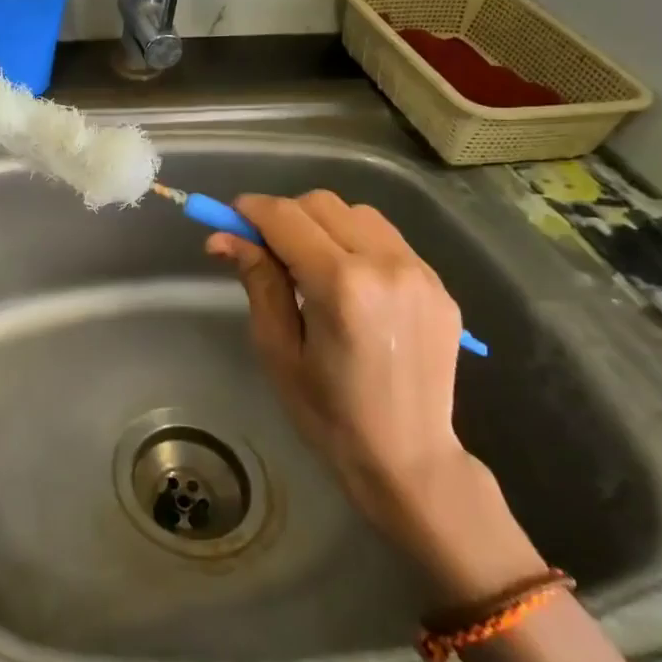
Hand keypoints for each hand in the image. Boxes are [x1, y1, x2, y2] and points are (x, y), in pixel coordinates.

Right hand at [206, 192, 471, 528]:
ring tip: (309, 265)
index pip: (286, 217)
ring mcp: (420, 272)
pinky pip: (388, 240)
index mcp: (341, 285)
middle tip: (265, 249)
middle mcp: (386, 265)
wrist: (409, 458)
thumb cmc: (329, 413)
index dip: (251, 211)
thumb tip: (223, 237)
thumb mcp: (277, 349)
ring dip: (323, 225)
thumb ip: (257, 281)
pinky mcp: (439, 284)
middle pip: (321, 204)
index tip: (229, 221)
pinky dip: (356, 243)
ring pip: (357, 214)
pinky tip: (348, 281)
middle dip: (285, 216)